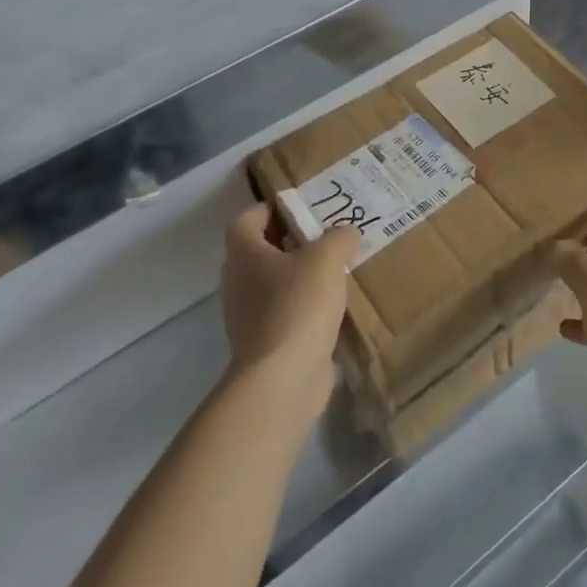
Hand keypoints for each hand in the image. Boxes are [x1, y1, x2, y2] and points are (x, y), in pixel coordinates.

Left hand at [220, 204, 356, 427]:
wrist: (283, 380)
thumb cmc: (297, 306)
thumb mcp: (326, 257)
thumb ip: (338, 237)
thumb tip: (346, 234)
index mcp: (245, 255)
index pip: (247, 219)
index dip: (271, 208)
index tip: (303, 207)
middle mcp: (239, 283)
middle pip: (262, 251)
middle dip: (293, 241)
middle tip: (328, 235)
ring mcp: (249, 317)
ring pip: (276, 284)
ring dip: (302, 276)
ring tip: (337, 269)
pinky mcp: (267, 344)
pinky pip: (287, 314)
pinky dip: (307, 308)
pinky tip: (335, 307)